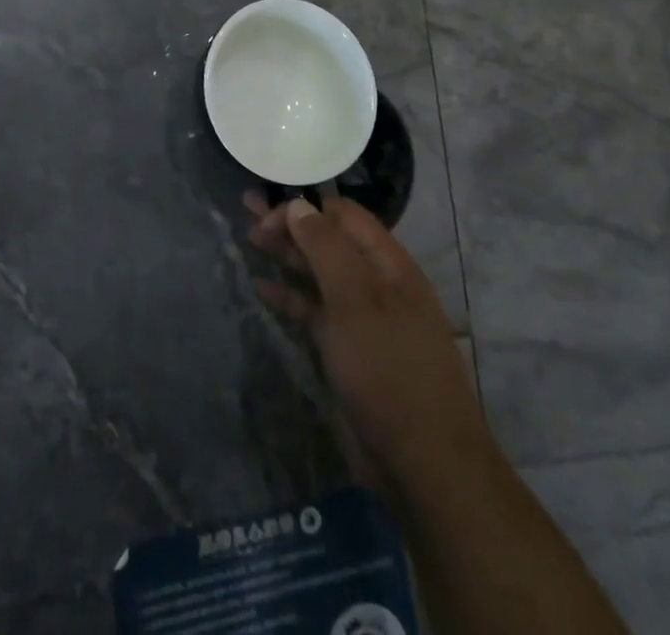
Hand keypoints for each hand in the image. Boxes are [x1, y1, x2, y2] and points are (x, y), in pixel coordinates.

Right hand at [246, 192, 480, 483]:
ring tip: (250, 240)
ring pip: (318, 273)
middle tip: (246, 211)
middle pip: (328, 239)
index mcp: (387, 264)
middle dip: (289, 223)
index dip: (304, 206)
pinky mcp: (348, 350)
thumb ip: (325, 248)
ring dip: (286, 255)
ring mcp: (362, 318)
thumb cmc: (389, 369)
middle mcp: (376, 283)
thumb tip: (298, 205)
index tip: (265, 211)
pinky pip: (314, 311)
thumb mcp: (355, 300)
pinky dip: (289, 296)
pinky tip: (262, 288)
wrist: (423, 464)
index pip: (342, 214)